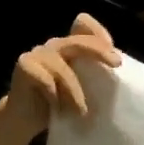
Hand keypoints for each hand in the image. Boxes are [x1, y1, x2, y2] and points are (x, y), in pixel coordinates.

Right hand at [7, 14, 119, 129]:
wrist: (24, 120)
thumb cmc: (56, 105)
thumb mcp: (80, 88)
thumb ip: (93, 76)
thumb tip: (120, 75)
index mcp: (68, 47)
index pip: (83, 24)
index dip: (99, 33)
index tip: (115, 59)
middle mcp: (54, 46)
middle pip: (77, 40)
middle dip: (99, 52)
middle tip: (115, 66)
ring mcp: (37, 54)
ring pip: (62, 68)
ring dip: (75, 92)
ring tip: (82, 113)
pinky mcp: (24, 65)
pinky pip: (46, 80)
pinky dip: (54, 96)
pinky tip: (56, 108)